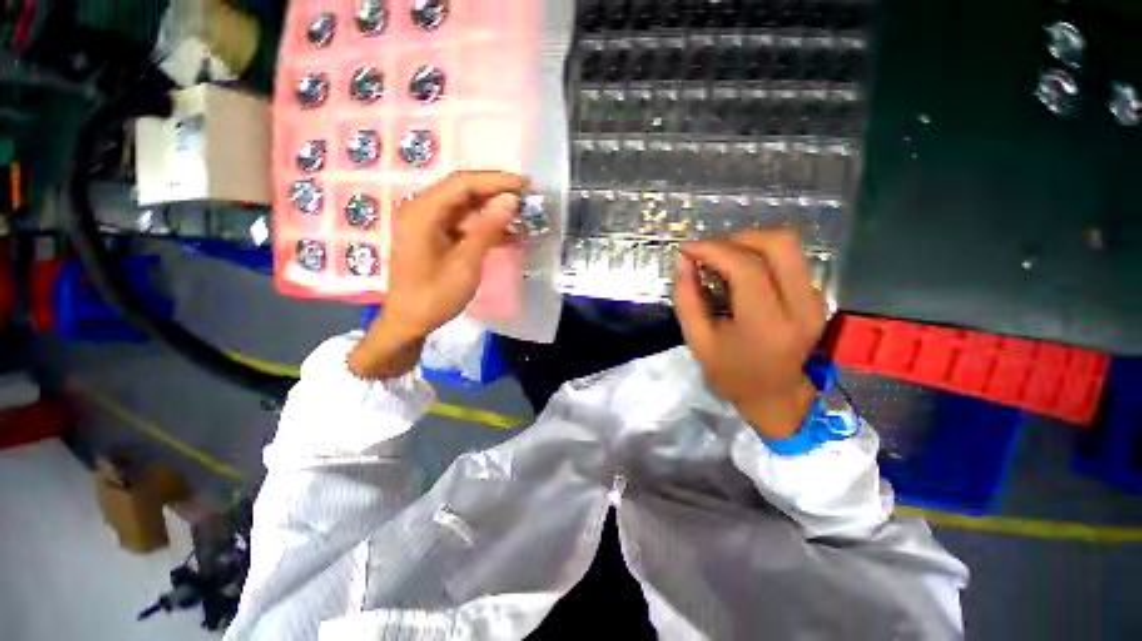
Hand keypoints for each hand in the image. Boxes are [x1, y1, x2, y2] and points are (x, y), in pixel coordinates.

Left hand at [348, 171, 524, 378]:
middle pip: (463, 191)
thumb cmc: (434, 296)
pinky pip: (463, 224)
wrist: (409, 322)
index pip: (463, 183)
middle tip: (527, 200)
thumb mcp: (466, 263)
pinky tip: (506, 233)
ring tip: (522, 217)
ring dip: (493, 212)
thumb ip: (487, 229)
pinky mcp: (434, 236)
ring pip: (465, 208)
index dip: (496, 181)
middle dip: (496, 193)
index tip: (525, 186)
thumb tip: (510, 200)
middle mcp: (422, 210)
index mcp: (423, 212)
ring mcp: (428, 224)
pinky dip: (484, 227)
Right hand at [673, 229, 825, 438]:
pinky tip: (739, 272)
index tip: (687, 249)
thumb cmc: (731, 373)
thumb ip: (686, 299)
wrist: (776, 396)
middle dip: (738, 237)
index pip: (747, 267)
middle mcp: (801, 306)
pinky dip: (760, 255)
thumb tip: (684, 261)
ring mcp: (814, 299)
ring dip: (749, 243)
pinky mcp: (815, 295)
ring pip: (788, 245)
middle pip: (780, 243)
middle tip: (709, 251)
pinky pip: (789, 259)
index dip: (713, 249)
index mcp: (768, 324)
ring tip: (721, 259)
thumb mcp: (698, 341)